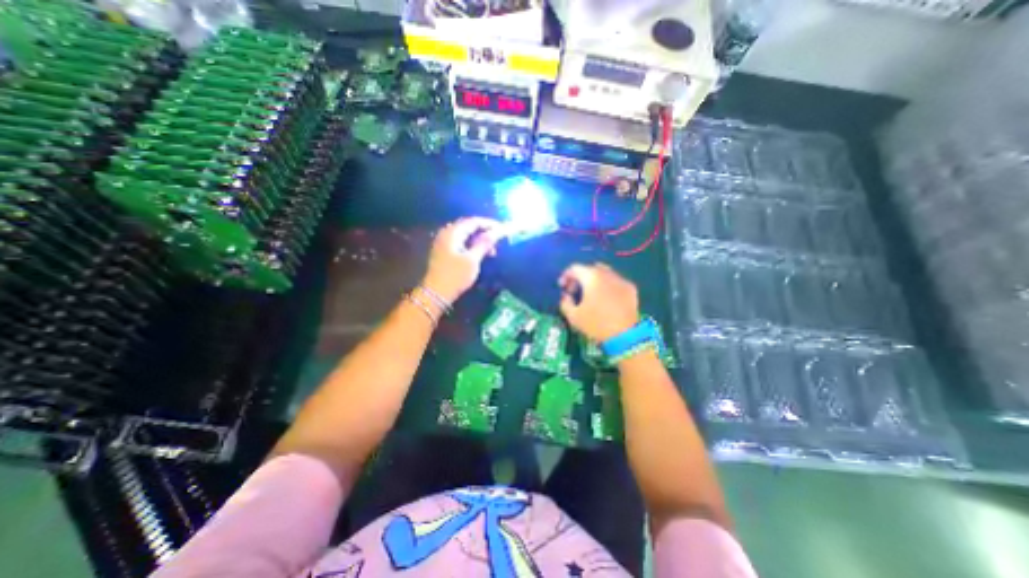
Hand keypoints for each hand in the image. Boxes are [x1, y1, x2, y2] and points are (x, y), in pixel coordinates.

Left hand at [421, 218, 503, 303]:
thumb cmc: (455, 276)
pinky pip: (460, 242)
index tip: (502, 229)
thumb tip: (496, 232)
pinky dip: (471, 245)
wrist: (436, 293)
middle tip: (498, 239)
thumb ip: (484, 244)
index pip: (473, 221)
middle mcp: (446, 233)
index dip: (489, 224)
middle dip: (484, 231)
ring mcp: (443, 242)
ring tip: (492, 250)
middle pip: (468, 226)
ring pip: (465, 235)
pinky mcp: (444, 252)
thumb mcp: (472, 260)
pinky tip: (480, 253)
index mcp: (452, 233)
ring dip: (479, 240)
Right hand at [560, 262, 639, 339]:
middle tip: (575, 291)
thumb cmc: (596, 324)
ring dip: (594, 281)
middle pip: (589, 269)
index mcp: (591, 277)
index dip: (566, 276)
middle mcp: (606, 273)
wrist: (625, 335)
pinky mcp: (631, 289)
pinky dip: (607, 286)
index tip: (562, 287)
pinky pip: (616, 282)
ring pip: (604, 273)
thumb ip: (565, 302)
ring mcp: (621, 280)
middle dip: (580, 278)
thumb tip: (565, 296)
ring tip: (591, 294)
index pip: (575, 268)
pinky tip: (606, 299)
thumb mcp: (573, 316)